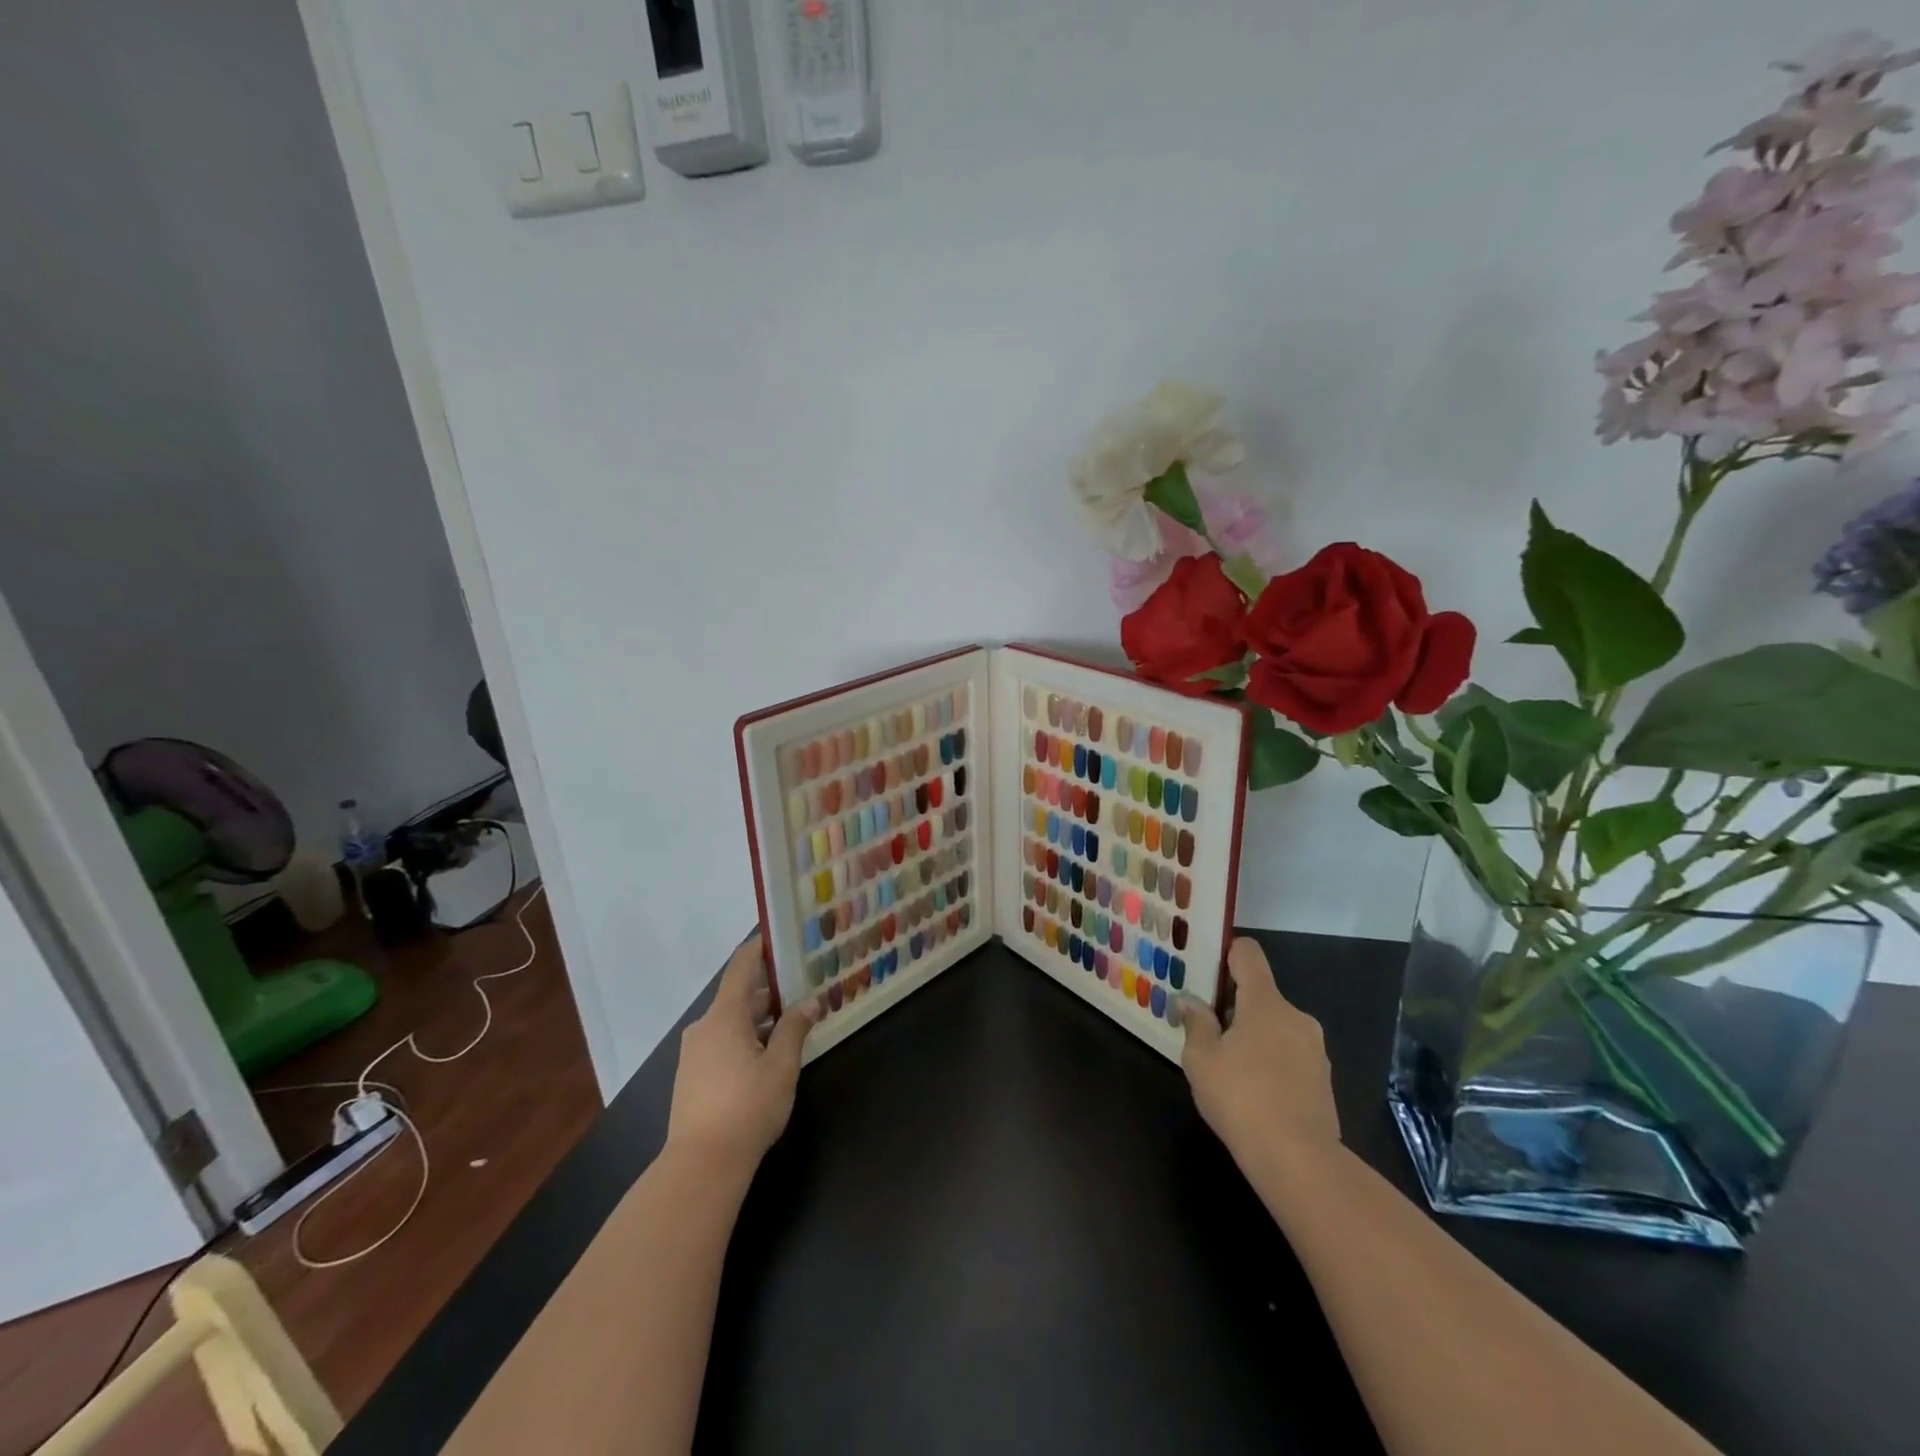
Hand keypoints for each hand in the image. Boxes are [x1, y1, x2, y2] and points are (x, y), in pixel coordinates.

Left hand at [666, 933, 819, 1176]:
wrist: (702, 1164)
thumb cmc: (747, 1106)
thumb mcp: (781, 1065)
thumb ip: (794, 1029)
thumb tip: (809, 1004)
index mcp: (724, 1015)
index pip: (742, 967)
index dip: (760, 948)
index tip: (780, 936)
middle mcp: (705, 1027)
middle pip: (739, 996)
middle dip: (771, 991)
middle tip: (803, 987)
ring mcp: (695, 1053)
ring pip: (731, 1022)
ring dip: (759, 1019)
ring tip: (792, 1023)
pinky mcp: (692, 1076)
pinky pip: (722, 1042)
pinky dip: (746, 1038)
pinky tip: (768, 1055)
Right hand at [1181, 938, 1340, 1164]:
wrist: (1299, 1161)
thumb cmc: (1241, 1098)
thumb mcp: (1200, 1059)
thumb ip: (1195, 1023)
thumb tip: (1191, 1002)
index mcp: (1266, 1002)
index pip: (1248, 953)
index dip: (1226, 953)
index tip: (1205, 972)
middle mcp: (1296, 1016)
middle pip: (1260, 994)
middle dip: (1233, 1007)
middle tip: (1206, 1030)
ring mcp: (1315, 1049)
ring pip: (1275, 1027)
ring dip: (1252, 1036)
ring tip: (1227, 1068)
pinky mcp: (1323, 1080)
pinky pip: (1289, 1054)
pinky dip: (1270, 1062)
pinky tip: (1252, 1092)